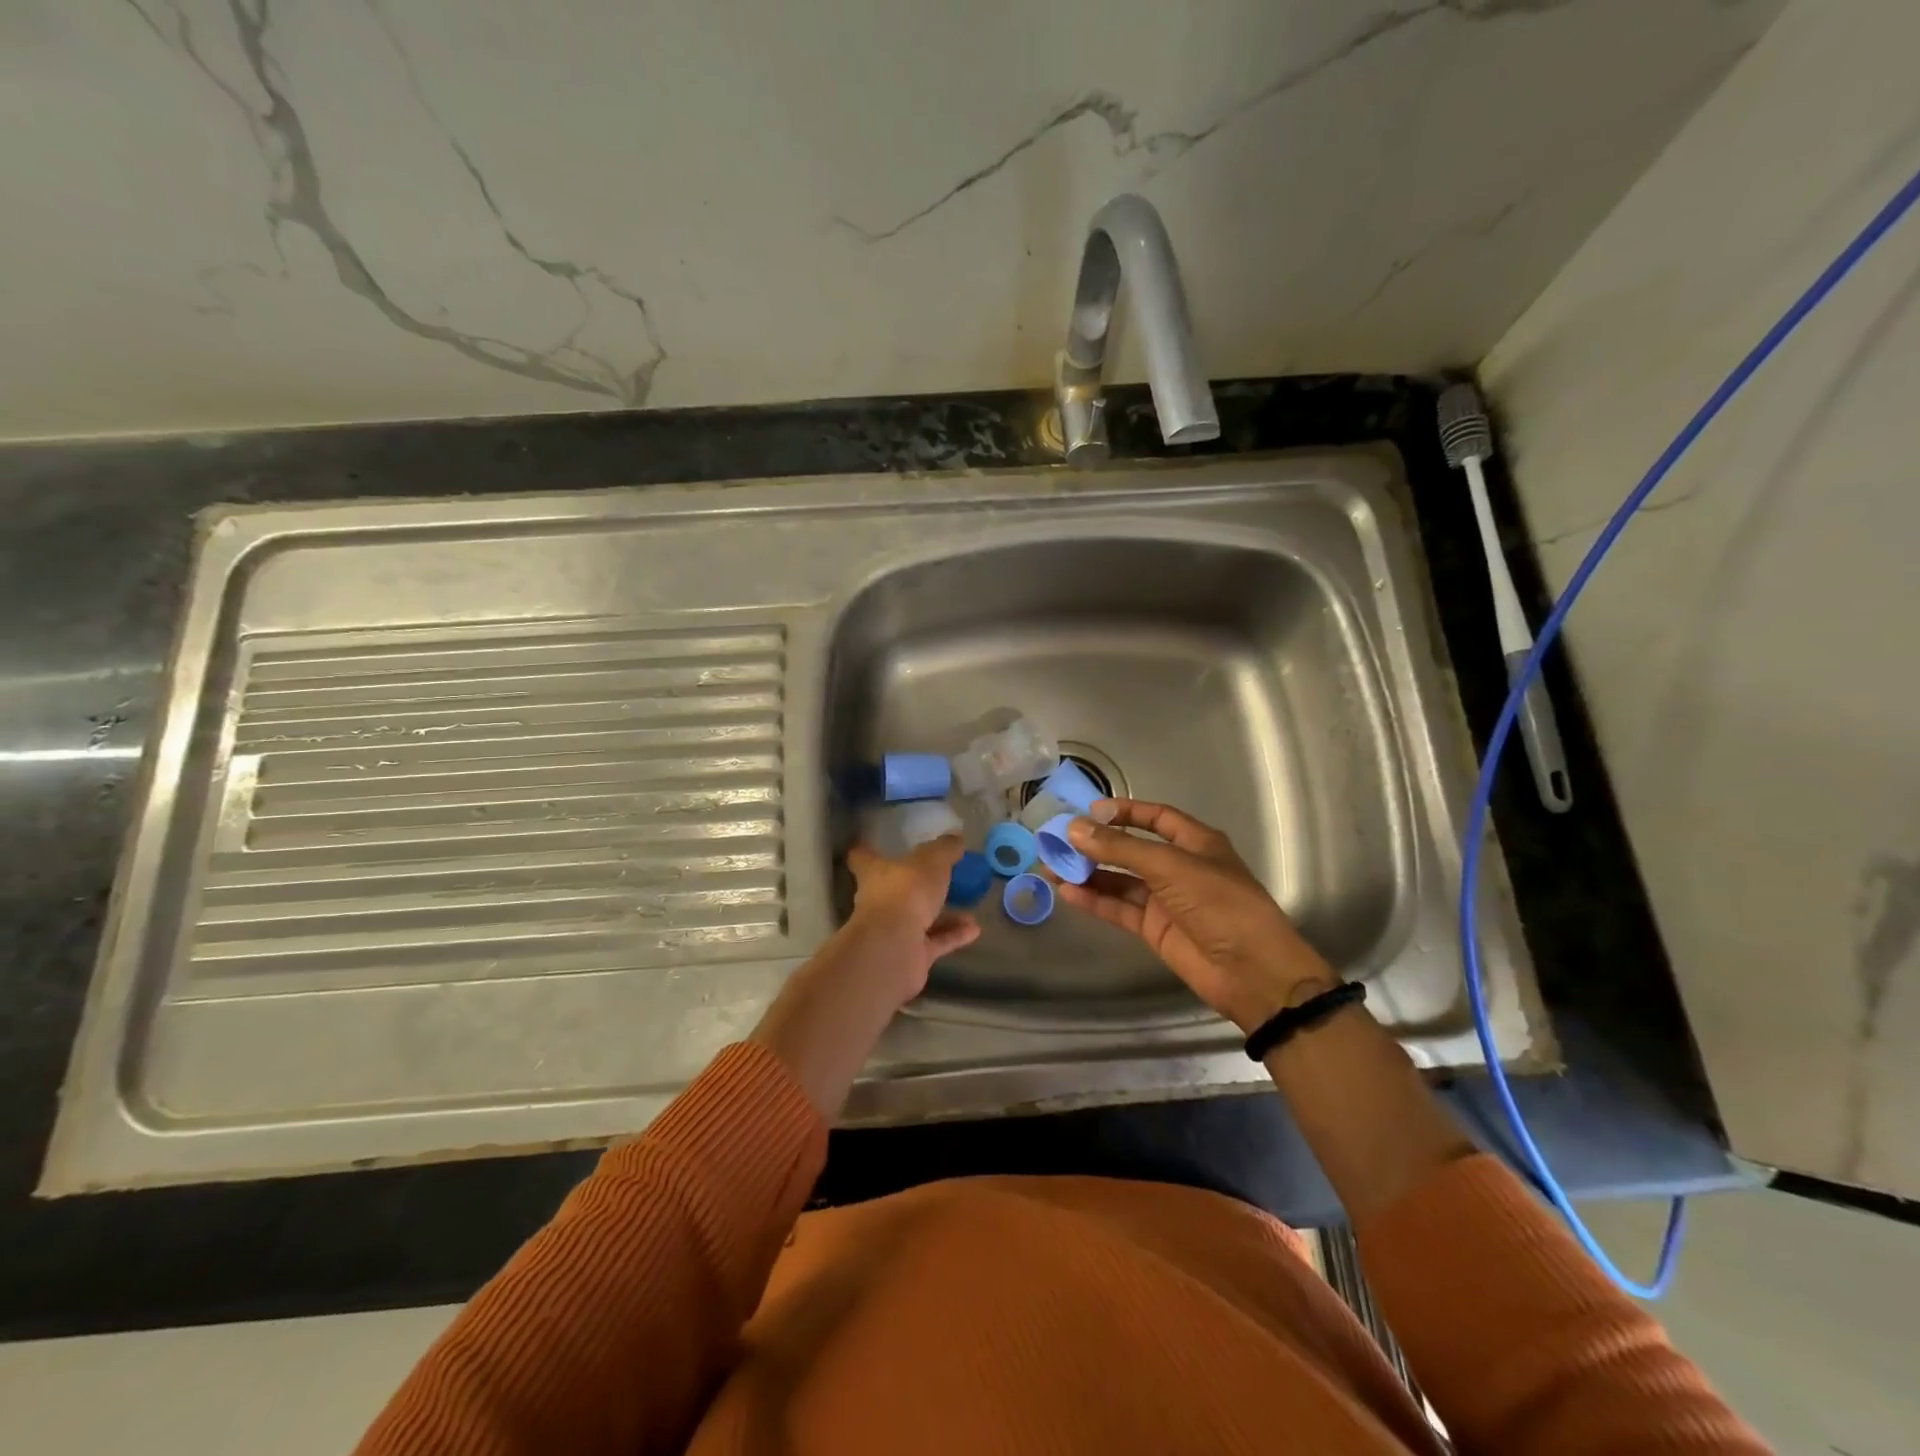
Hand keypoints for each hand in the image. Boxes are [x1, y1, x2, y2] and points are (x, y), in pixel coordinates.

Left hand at [843, 835, 980, 1007]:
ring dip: (944, 914)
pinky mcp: (910, 955)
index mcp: (875, 873)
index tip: (872, 844)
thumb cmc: (907, 893)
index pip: (862, 858)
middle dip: (916, 885)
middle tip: (941, 876)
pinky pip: (934, 941)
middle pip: (894, 889)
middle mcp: (879, 901)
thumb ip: (944, 849)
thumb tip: (955, 837)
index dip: (867, 850)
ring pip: (919, 918)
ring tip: (970, 905)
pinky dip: (953, 935)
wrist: (896, 949)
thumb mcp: (932, 861)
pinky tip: (975, 929)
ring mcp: (893, 930)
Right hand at [1058, 799, 1338, 1032]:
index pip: (1156, 818)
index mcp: (1196, 843)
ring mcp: (1165, 899)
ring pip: (1120, 879)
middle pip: (1131, 849)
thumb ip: (1121, 848)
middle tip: (1058, 839)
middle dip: (1097, 844)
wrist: (1251, 972)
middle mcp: (1179, 867)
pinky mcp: (1154, 929)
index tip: (1090, 810)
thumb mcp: (1170, 867)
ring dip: (1088, 872)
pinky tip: (1067, 892)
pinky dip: (1094, 899)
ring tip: (1051, 866)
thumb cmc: (1220, 904)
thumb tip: (1074, 829)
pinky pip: (1119, 908)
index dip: (1126, 811)